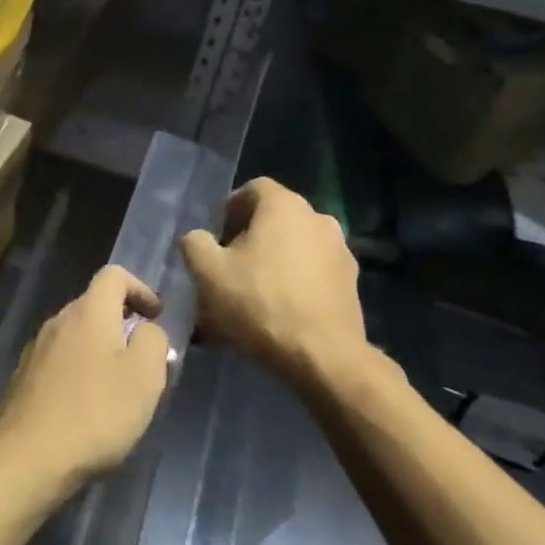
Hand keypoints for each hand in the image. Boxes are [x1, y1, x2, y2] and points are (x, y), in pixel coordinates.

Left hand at [0, 266, 170, 503]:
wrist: (26, 458)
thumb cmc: (95, 413)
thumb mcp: (145, 377)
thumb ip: (153, 341)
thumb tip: (146, 329)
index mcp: (88, 312)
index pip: (114, 275)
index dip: (140, 288)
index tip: (156, 316)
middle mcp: (57, 322)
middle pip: (94, 306)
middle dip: (123, 324)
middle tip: (145, 359)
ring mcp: (35, 350)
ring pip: (76, 336)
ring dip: (101, 351)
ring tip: (120, 388)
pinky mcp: (24, 380)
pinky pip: (60, 363)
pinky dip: (80, 373)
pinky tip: (89, 409)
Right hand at [179, 178, 370, 381]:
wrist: (321, 355)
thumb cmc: (258, 303)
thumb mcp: (208, 272)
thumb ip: (195, 244)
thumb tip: (197, 237)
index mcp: (284, 206)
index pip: (253, 189)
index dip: (229, 209)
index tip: (215, 238)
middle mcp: (318, 218)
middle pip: (275, 218)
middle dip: (248, 238)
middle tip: (227, 269)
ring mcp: (340, 250)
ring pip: (294, 247)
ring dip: (272, 262)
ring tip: (250, 295)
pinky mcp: (350, 283)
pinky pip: (312, 272)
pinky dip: (293, 282)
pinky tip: (276, 312)